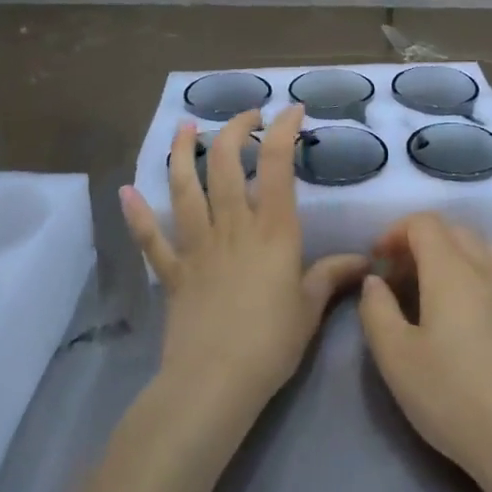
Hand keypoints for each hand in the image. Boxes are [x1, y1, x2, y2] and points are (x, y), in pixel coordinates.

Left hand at [120, 104, 367, 416]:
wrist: (216, 380)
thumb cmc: (272, 342)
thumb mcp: (311, 307)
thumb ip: (332, 275)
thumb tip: (364, 261)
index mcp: (272, 230)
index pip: (277, 165)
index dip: (284, 130)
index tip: (292, 111)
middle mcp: (233, 226)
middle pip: (227, 164)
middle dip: (235, 130)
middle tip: (246, 115)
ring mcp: (198, 246)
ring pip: (185, 188)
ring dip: (182, 153)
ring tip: (185, 127)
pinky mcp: (173, 271)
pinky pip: (151, 239)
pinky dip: (138, 215)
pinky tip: (126, 192)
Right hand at [358, 214, 491, 489]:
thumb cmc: (454, 399)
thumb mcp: (396, 360)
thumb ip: (377, 311)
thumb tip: (375, 281)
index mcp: (453, 270)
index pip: (424, 223)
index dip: (396, 232)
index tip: (379, 260)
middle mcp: (490, 268)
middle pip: (455, 231)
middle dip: (423, 243)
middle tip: (403, 278)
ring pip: (486, 249)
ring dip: (457, 256)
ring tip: (440, 292)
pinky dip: (484, 277)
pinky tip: (477, 318)